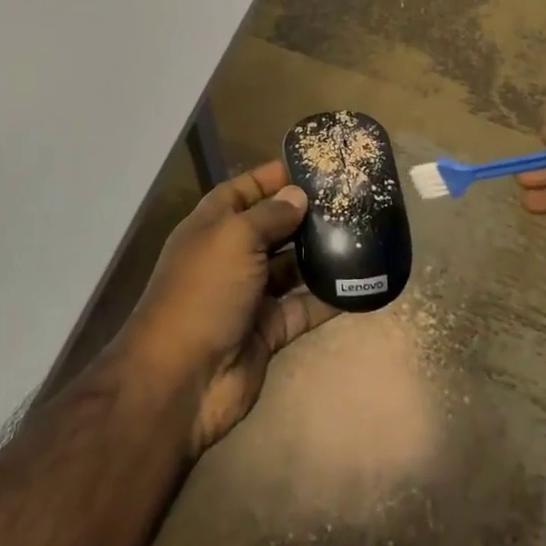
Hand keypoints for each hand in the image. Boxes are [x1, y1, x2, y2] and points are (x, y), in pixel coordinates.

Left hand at [116, 160, 336, 457]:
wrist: (181, 379)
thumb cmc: (203, 292)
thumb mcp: (234, 239)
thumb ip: (270, 215)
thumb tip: (298, 195)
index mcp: (213, 226)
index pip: (245, 190)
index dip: (274, 176)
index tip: (315, 166)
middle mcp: (231, 255)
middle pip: (272, 226)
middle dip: (305, 213)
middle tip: (351, 199)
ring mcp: (250, 294)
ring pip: (291, 266)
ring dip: (320, 253)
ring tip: (363, 234)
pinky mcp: (269, 330)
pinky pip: (303, 307)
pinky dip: (328, 298)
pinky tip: (360, 282)